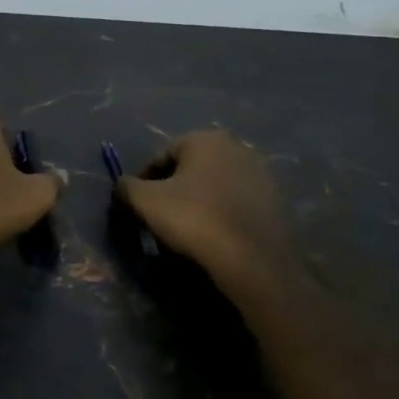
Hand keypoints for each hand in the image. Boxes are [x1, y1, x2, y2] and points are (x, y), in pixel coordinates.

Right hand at [119, 130, 291, 295]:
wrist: (252, 258)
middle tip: (160, 216)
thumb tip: (122, 184)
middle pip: (191, 168)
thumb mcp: (146, 201)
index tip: (136, 204)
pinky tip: (214, 235)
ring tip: (186, 229)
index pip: (162, 155)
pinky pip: (236, 203)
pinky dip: (221, 213)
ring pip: (215, 185)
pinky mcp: (276, 201)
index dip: (143, 180)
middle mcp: (237, 147)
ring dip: (198, 200)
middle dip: (173, 188)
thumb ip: (127, 187)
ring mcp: (261, 173)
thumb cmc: (194, 219)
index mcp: (206, 139)